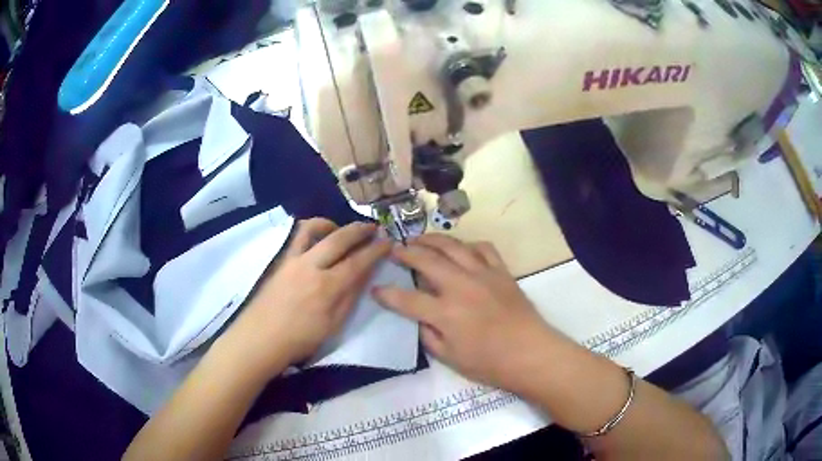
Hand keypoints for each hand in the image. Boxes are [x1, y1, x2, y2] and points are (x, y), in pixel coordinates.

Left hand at [224, 219, 390, 376]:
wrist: (260, 339)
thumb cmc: (300, 340)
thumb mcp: (333, 325)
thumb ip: (350, 296)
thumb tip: (366, 274)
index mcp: (327, 287)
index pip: (358, 261)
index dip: (376, 250)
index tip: (388, 242)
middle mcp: (310, 266)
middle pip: (339, 238)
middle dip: (359, 229)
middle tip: (373, 227)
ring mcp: (292, 260)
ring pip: (313, 228)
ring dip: (332, 223)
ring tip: (341, 229)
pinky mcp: (281, 260)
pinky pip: (296, 236)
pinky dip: (311, 230)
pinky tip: (317, 239)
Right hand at [373, 235, 557, 391]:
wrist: (530, 353)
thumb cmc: (489, 362)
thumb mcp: (450, 358)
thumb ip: (429, 336)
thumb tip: (419, 318)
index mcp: (445, 312)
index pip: (406, 299)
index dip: (386, 294)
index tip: (375, 289)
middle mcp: (460, 286)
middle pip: (426, 260)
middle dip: (405, 252)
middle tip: (394, 249)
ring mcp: (483, 274)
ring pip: (452, 246)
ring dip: (432, 240)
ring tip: (419, 239)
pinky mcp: (501, 271)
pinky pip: (483, 248)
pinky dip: (468, 245)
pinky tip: (461, 249)